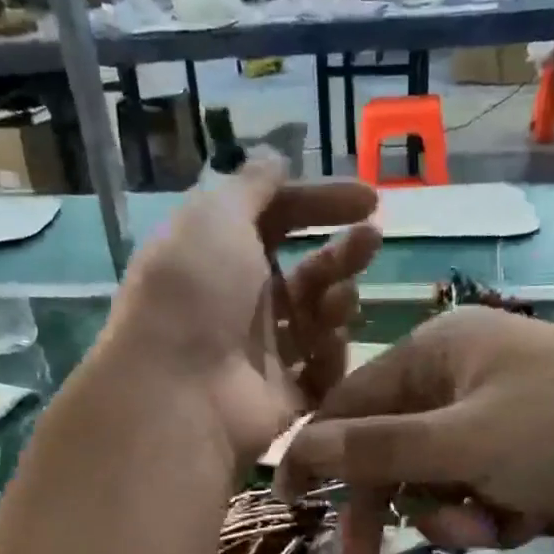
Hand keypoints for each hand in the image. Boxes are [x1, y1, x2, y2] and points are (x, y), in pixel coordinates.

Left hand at [107, 155, 379, 460]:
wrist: (181, 394)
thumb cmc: (195, 294)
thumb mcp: (215, 216)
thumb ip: (250, 185)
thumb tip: (273, 157)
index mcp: (217, 254)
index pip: (276, 218)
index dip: (319, 201)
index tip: (367, 198)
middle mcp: (238, 302)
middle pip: (303, 270)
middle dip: (340, 252)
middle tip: (372, 239)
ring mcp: (261, 353)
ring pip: (316, 318)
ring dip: (337, 299)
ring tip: (341, 299)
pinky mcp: (281, 397)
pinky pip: (321, 369)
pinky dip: (332, 353)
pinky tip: (331, 343)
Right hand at [277, 307, 553, 553]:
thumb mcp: (460, 440)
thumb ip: (374, 447)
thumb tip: (295, 447)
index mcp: (440, 348)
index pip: (352, 400)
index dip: (317, 452)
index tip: (287, 503)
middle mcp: (464, 376)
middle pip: (392, 446)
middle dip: (388, 501)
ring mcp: (500, 419)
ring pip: (436, 480)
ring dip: (451, 514)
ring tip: (492, 525)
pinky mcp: (531, 460)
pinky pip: (480, 495)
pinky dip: (492, 518)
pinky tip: (526, 523)